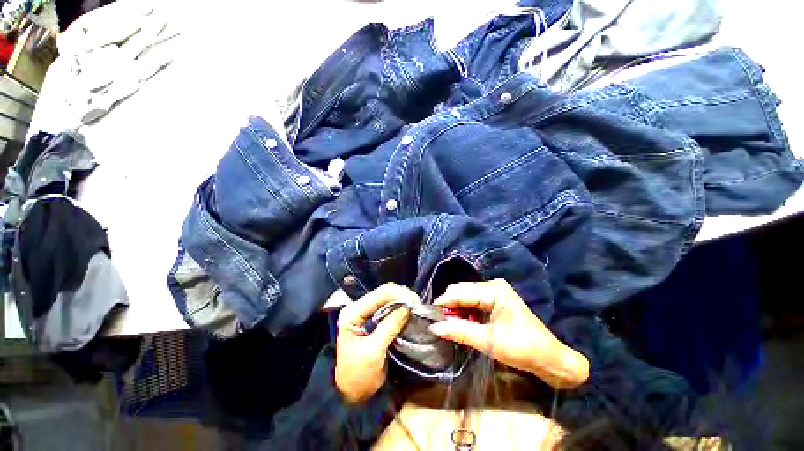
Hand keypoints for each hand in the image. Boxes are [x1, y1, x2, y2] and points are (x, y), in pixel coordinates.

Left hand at [335, 283, 415, 403]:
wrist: (351, 393)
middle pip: (384, 293)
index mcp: (353, 313)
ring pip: (389, 298)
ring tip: (416, 309)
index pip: (378, 294)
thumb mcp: (373, 351)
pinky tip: (410, 312)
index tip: (414, 303)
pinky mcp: (374, 319)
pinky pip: (391, 308)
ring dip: (404, 301)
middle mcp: (359, 308)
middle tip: (418, 306)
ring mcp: (367, 313)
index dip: (398, 295)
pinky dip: (402, 309)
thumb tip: (407, 307)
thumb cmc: (358, 375)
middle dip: (402, 296)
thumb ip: (389, 327)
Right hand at [429, 279, 588, 388]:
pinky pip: (472, 299)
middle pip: (461, 290)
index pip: (461, 292)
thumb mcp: (489, 342)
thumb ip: (460, 332)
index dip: (443, 303)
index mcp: (495, 291)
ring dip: (456, 308)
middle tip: (440, 323)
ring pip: (465, 294)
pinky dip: (464, 310)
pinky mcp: (494, 298)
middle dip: (449, 305)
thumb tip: (434, 327)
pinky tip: (462, 322)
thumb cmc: (523, 349)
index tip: (429, 315)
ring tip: (450, 324)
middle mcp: (493, 285)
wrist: (549, 358)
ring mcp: (494, 290)